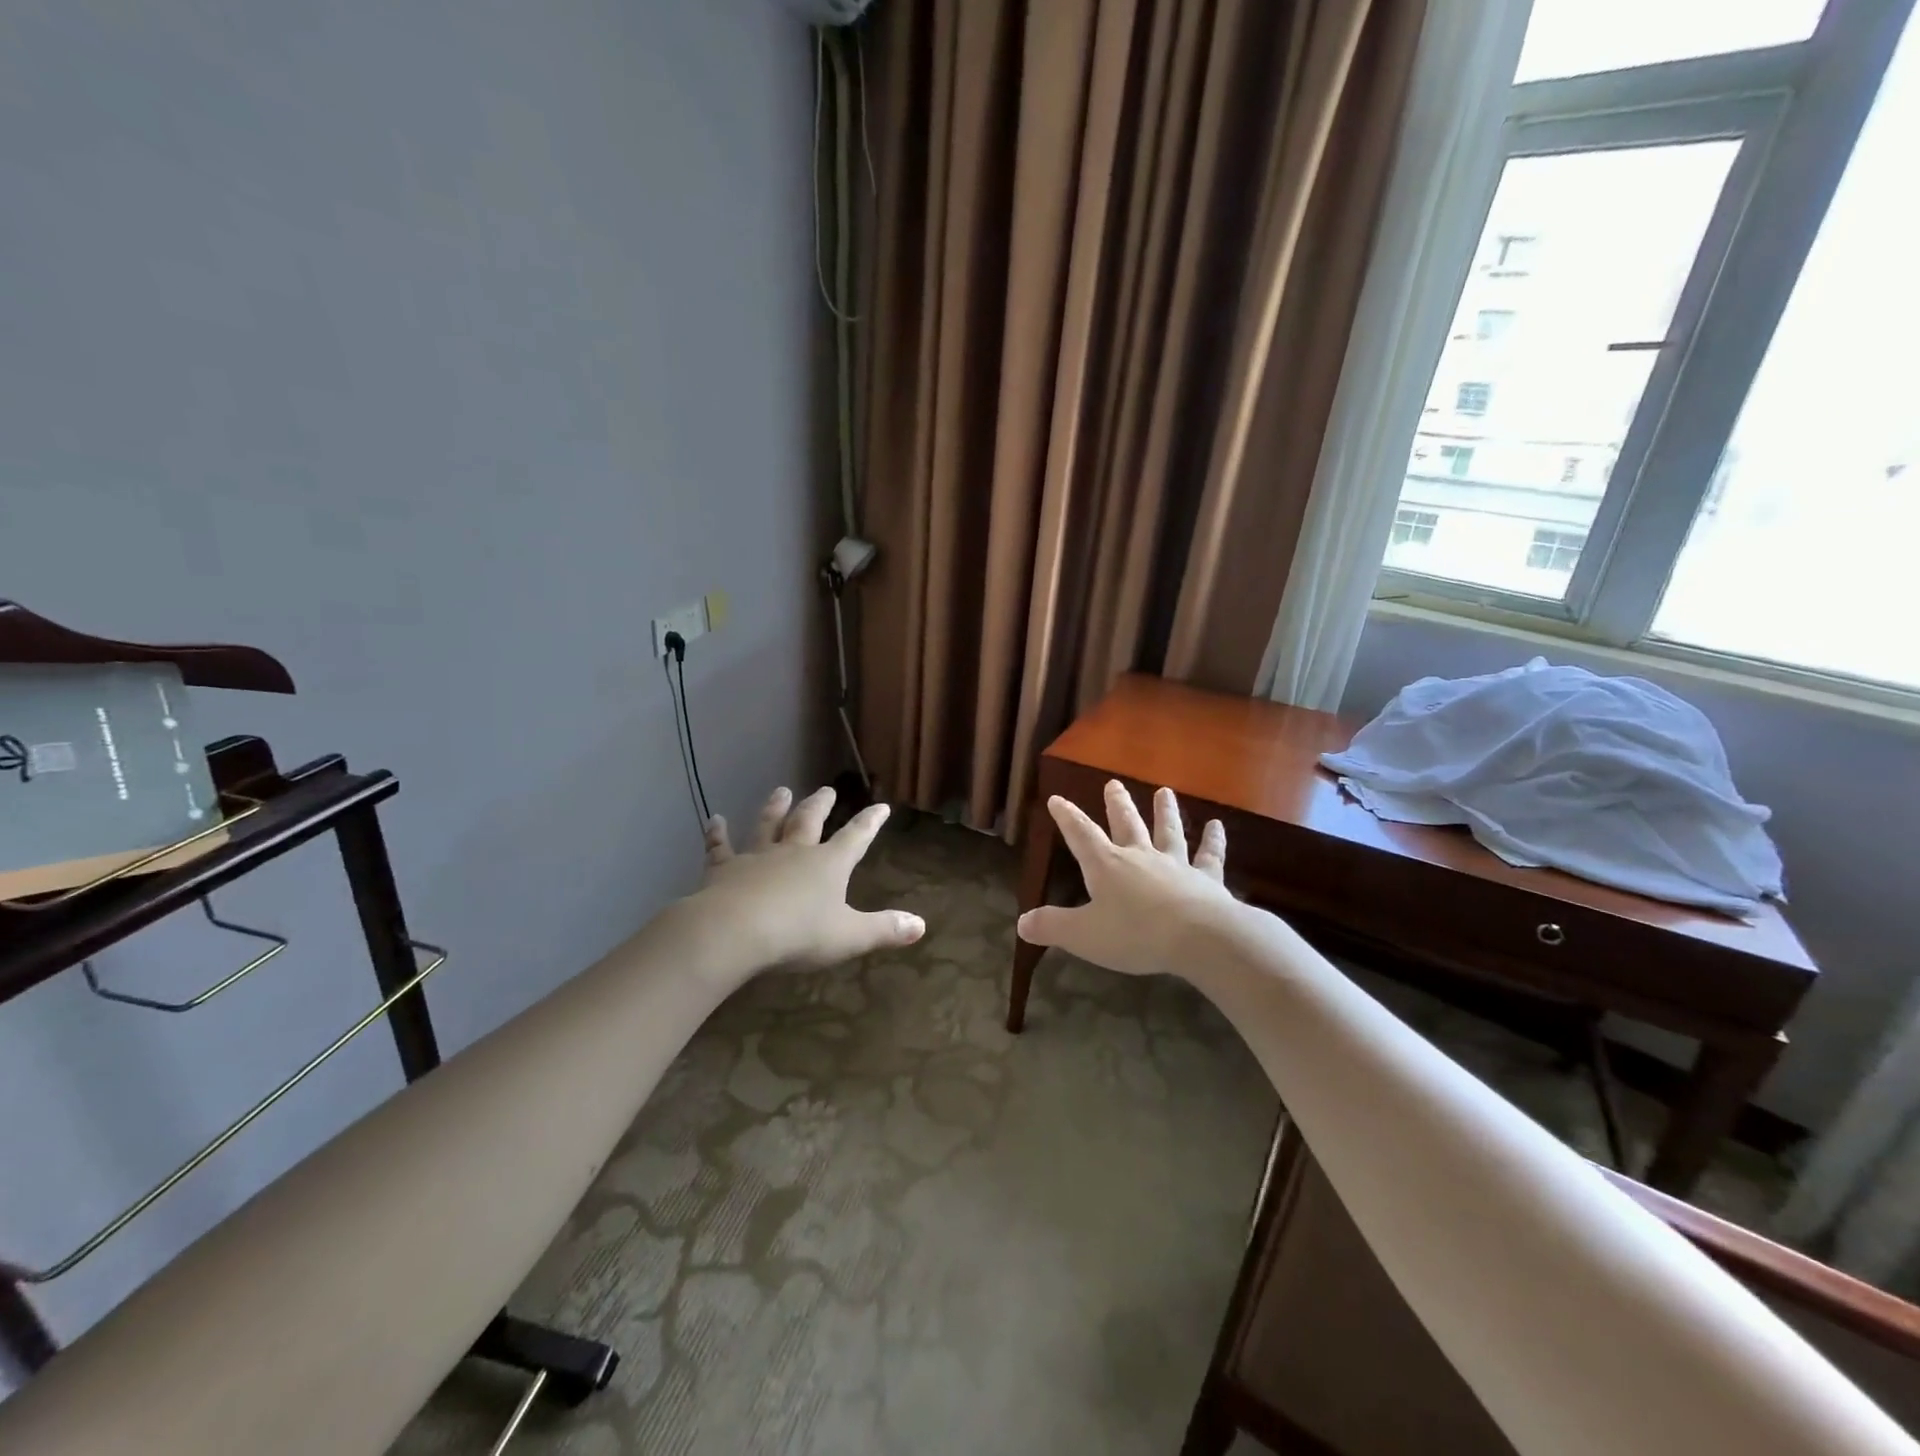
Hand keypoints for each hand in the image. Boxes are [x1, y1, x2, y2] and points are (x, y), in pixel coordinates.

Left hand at [691, 786, 925, 972]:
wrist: (736, 931)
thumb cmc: (799, 934)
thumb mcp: (849, 937)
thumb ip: (884, 930)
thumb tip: (921, 925)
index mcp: (829, 865)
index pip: (856, 838)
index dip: (870, 822)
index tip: (881, 806)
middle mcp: (795, 852)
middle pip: (809, 821)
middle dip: (821, 805)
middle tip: (827, 789)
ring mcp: (758, 857)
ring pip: (768, 825)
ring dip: (775, 808)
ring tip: (781, 790)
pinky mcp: (725, 869)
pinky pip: (720, 847)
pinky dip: (717, 834)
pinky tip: (714, 820)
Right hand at [1016, 781, 1235, 977]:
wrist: (1199, 937)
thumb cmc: (1135, 934)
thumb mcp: (1083, 935)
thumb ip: (1052, 927)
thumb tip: (1021, 923)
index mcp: (1107, 866)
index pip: (1081, 835)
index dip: (1067, 817)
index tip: (1057, 799)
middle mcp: (1140, 856)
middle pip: (1127, 824)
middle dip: (1117, 804)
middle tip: (1113, 783)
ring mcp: (1176, 864)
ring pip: (1168, 832)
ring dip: (1165, 811)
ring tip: (1165, 791)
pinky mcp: (1206, 879)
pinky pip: (1209, 856)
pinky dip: (1213, 841)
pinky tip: (1218, 827)